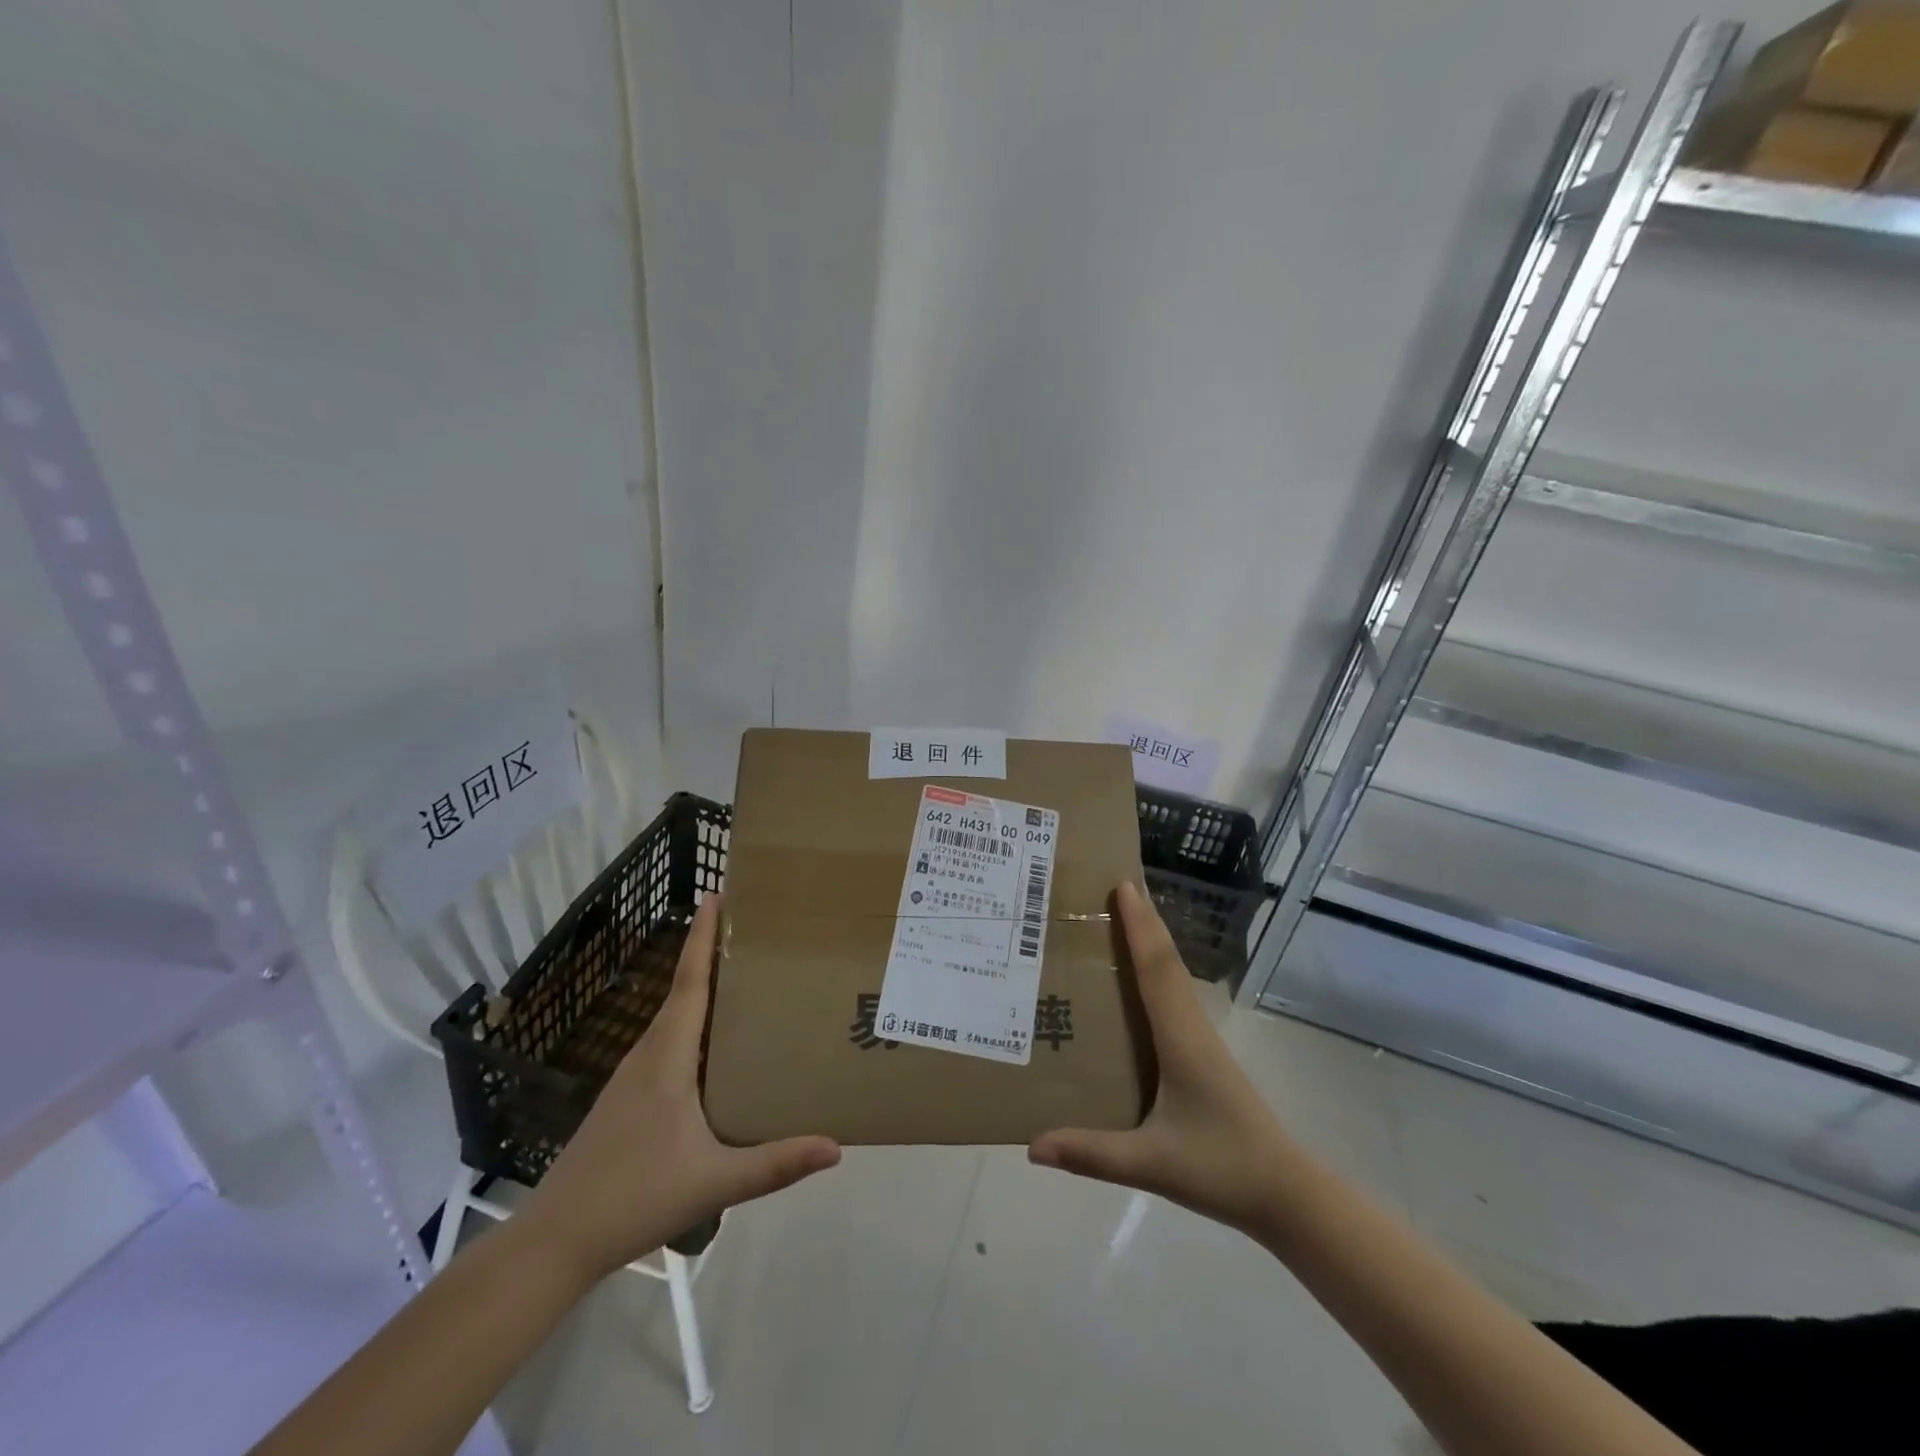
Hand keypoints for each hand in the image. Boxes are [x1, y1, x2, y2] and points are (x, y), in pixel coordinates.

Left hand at [520, 895, 840, 1283]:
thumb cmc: (634, 1197)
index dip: (701, 938)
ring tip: (743, 981)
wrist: (555, 1242)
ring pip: (673, 1020)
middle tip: (752, 932)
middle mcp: (647, 1055)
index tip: (715, 895)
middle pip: (683, 991)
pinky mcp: (627, 1098)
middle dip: (711, 955)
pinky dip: (692, 1025)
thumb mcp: (714, 1181)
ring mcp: (632, 1077)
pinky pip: (667, 1043)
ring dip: (701, 990)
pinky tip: (713, 1048)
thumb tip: (836, 1146)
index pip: (689, 983)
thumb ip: (775, 1163)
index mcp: (667, 1057)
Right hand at [1028, 881, 1292, 1235]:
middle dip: (1144, 920)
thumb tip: (1032, 1146)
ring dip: (1151, 941)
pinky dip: (1156, 969)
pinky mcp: (1203, 1054)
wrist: (1286, 1193)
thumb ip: (1092, 1154)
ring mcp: (1201, 1039)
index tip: (1122, 886)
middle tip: (1115, 885)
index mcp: (1181, 1040)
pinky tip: (1138, 979)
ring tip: (1121, 919)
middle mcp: (1192, 1028)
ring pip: (1173, 976)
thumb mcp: (1152, 1164)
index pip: (1157, 969)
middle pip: (1166, 961)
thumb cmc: (1222, 1168)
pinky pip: (1173, 997)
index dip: (1140, 926)